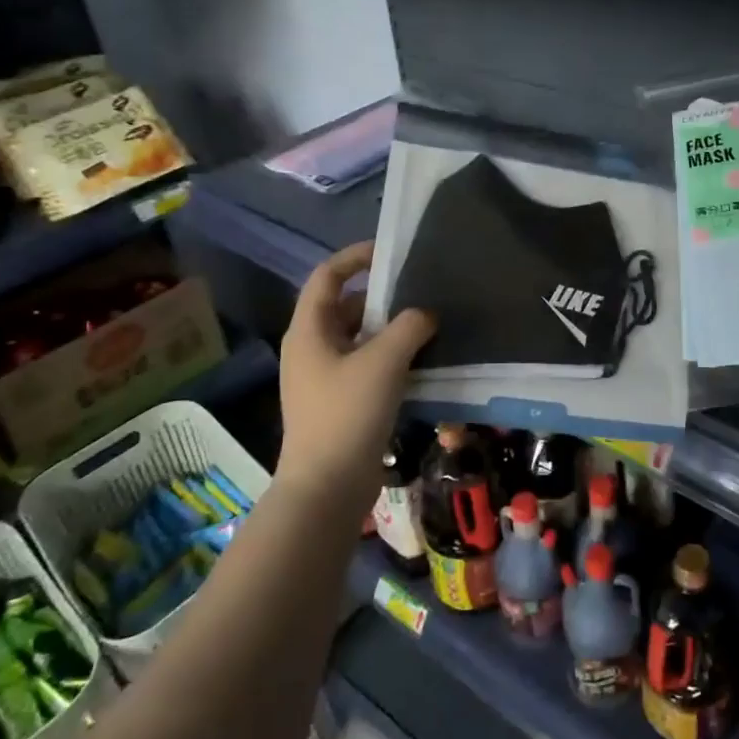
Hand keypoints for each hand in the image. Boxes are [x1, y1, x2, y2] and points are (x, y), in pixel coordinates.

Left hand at [277, 241, 435, 505]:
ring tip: (429, 324)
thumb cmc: (347, 414)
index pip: (327, 276)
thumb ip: (409, 326)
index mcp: (309, 330)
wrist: (327, 487)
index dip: (355, 257)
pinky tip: (422, 362)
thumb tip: (425, 314)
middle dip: (382, 296)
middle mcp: (311, 348)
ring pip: (359, 338)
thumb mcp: (384, 361)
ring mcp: (323, 378)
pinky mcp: (339, 402)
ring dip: (390, 329)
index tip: (390, 251)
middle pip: (346, 306)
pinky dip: (391, 357)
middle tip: (421, 290)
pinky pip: (366, 365)